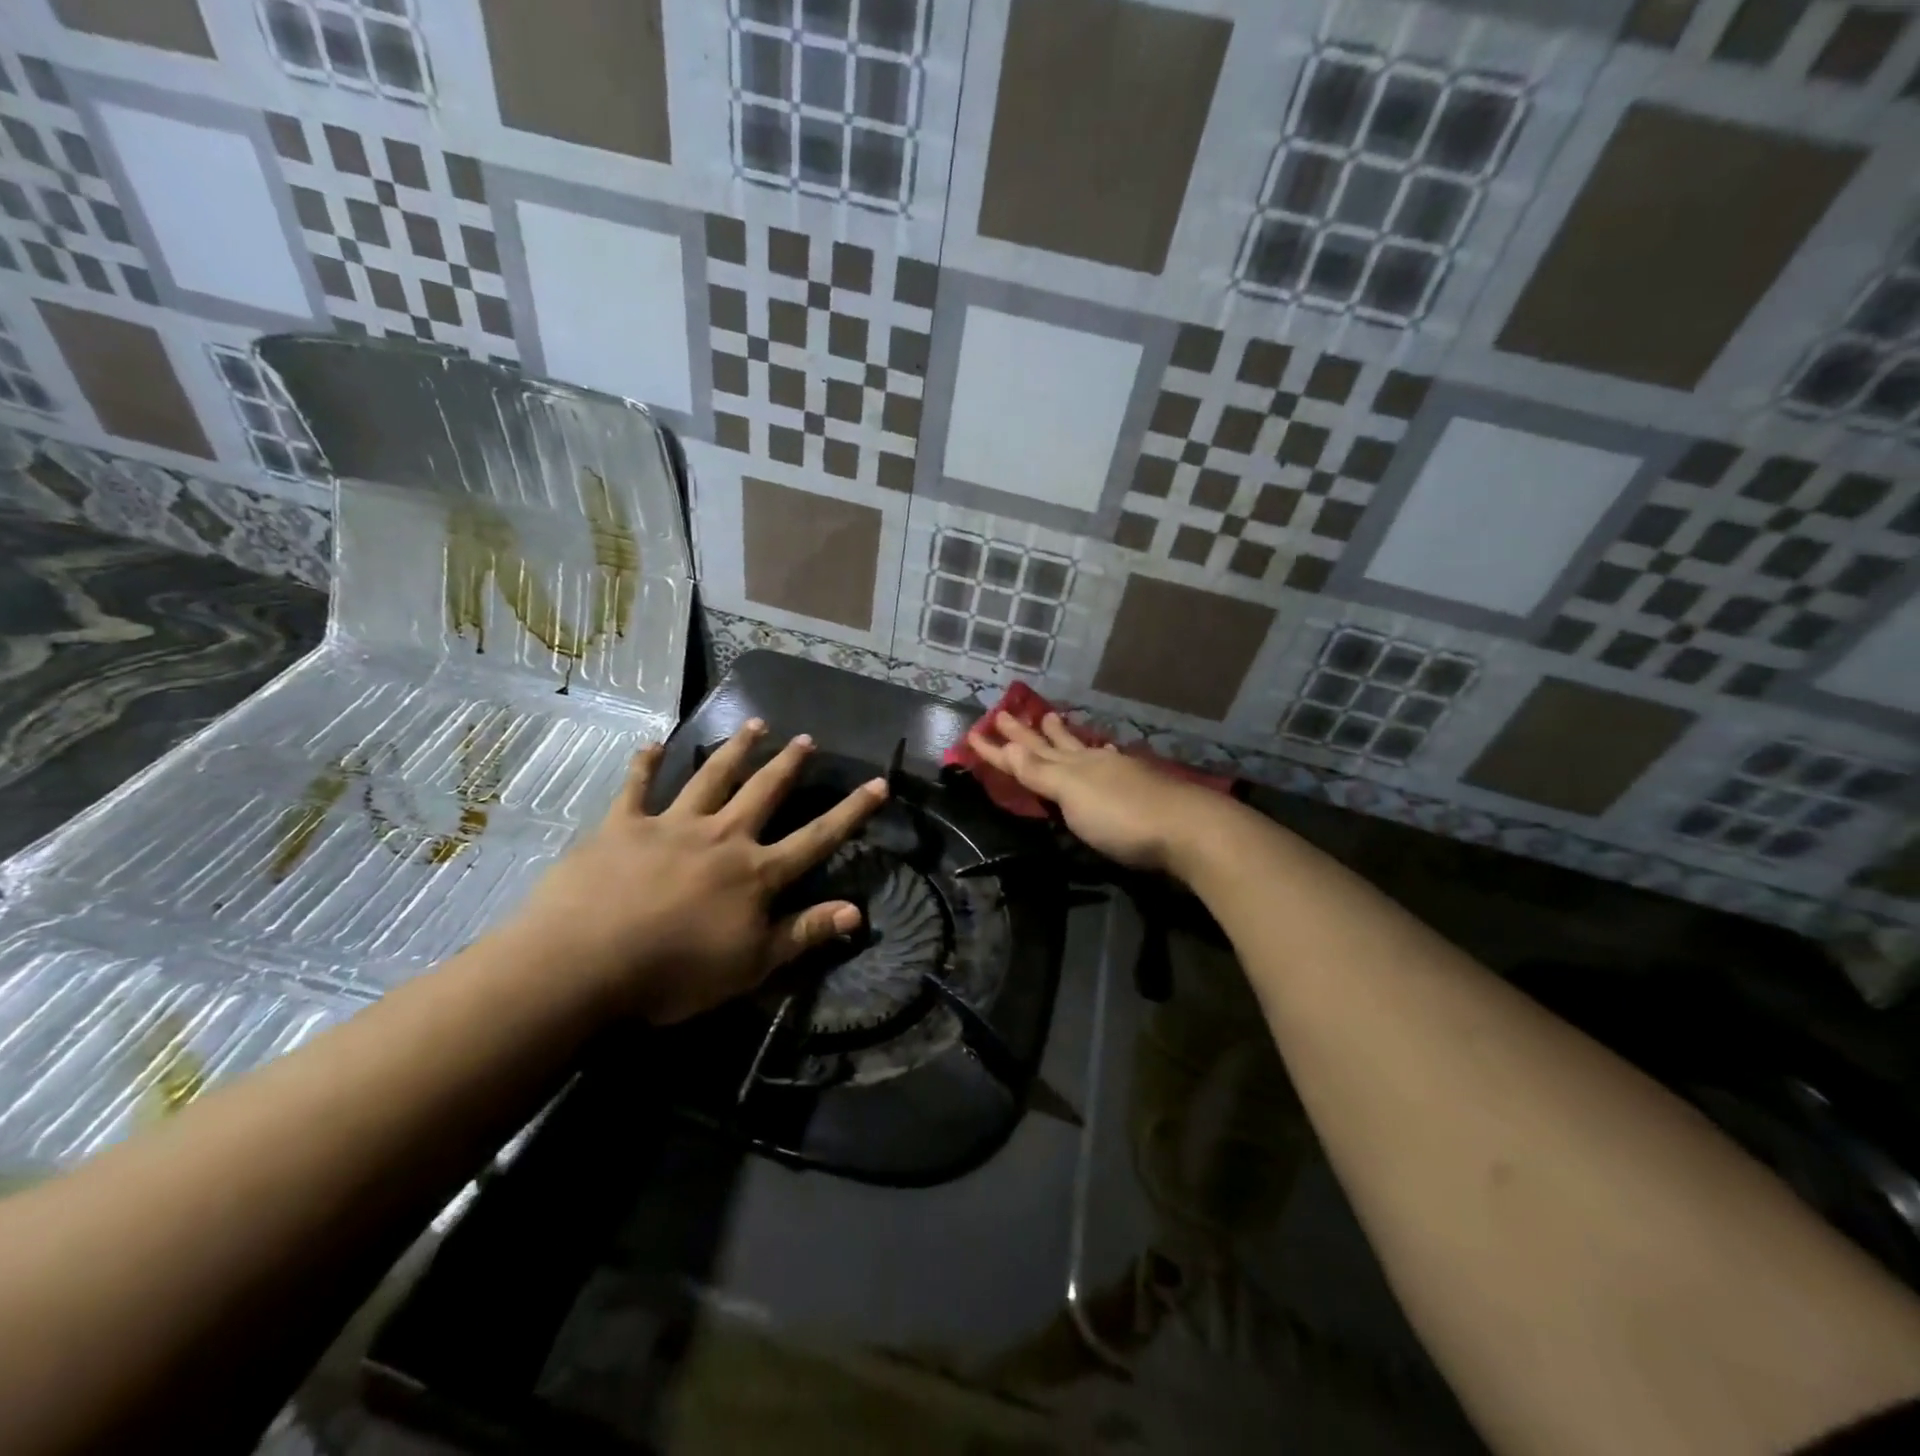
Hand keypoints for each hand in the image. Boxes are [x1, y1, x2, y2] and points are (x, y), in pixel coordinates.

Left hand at [510, 720, 886, 1022]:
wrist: (584, 963)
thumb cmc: (675, 973)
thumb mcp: (751, 965)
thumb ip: (804, 933)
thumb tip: (858, 911)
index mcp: (755, 872)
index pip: (817, 837)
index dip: (851, 811)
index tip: (879, 783)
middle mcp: (722, 837)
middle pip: (764, 792)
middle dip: (788, 765)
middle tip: (806, 738)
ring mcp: (671, 825)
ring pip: (712, 777)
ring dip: (736, 750)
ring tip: (755, 725)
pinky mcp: (623, 826)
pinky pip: (637, 787)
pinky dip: (646, 764)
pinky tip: (653, 743)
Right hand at [966, 711, 1220, 874]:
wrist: (1188, 830)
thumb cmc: (1122, 818)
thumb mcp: (1072, 794)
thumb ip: (1040, 772)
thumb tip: (1006, 746)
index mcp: (1072, 766)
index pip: (1025, 755)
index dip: (998, 749)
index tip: (972, 734)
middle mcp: (1092, 763)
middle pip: (1052, 745)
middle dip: (1026, 733)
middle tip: (1005, 712)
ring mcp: (1119, 773)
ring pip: (1082, 748)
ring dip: (1063, 736)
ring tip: (1052, 717)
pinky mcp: (1141, 788)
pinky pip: (1109, 761)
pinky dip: (1098, 754)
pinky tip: (1105, 752)